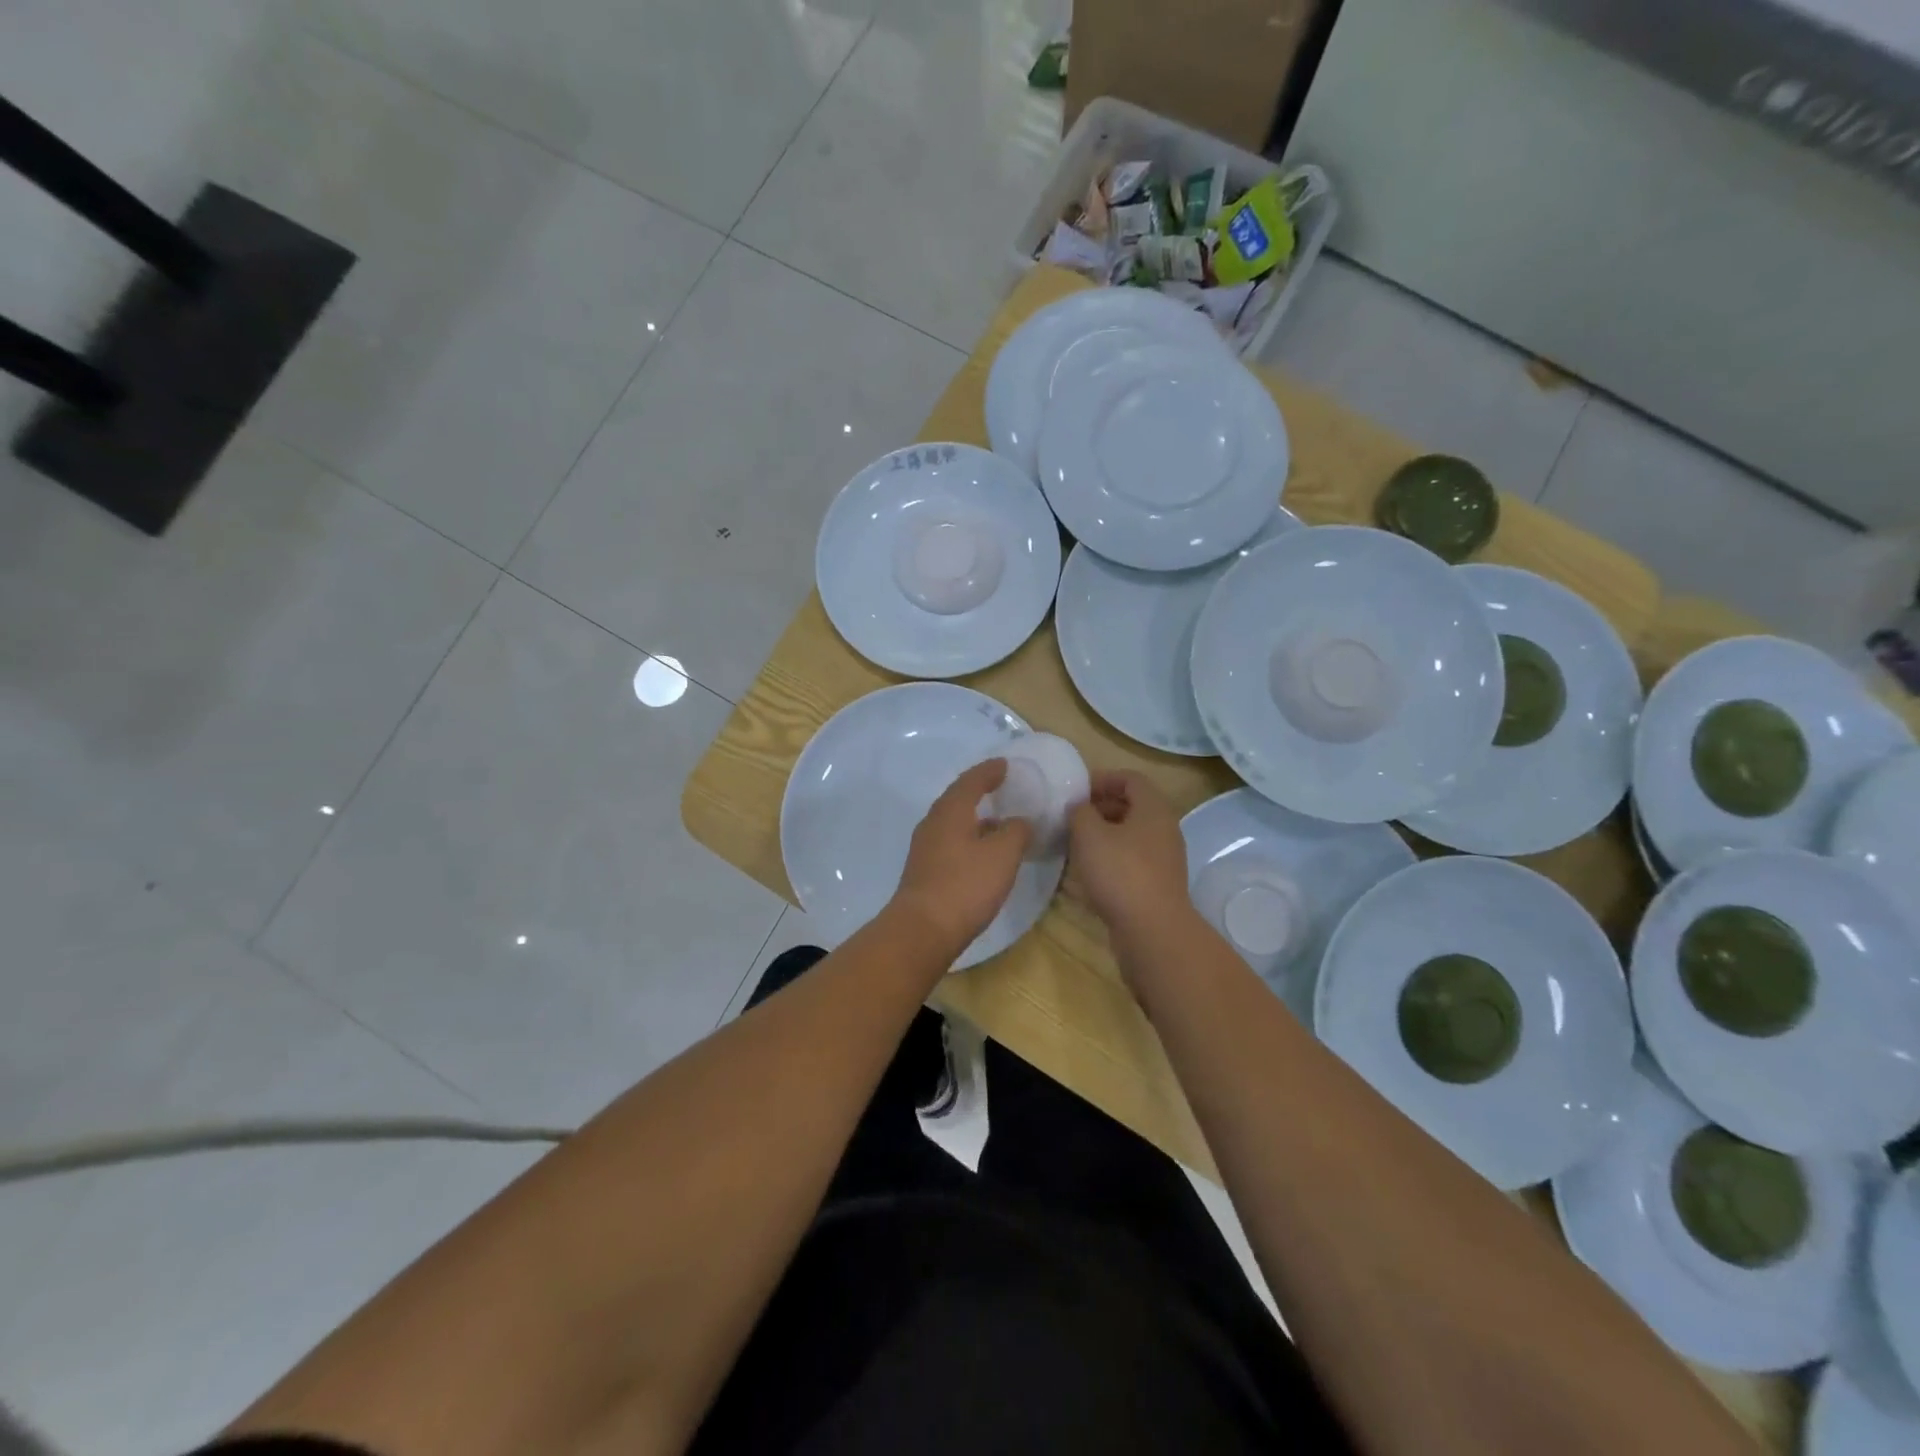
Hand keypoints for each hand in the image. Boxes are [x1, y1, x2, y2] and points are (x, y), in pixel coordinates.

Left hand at [890, 759, 1032, 955]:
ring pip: (952, 823)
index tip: (1004, 764)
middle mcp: (933, 823)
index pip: (971, 781)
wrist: (923, 929)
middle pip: (957, 799)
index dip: (989, 771)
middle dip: (978, 791)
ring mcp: (925, 849)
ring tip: (998, 822)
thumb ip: (1016, 831)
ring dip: (974, 819)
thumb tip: (1019, 821)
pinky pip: (950, 843)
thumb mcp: (1003, 855)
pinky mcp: (924, 872)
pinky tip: (982, 854)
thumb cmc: (965, 885)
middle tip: (999, 787)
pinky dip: (968, 840)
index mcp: (951, 811)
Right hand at [1068, 771, 1194, 945]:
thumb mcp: (1089, 834)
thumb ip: (1079, 812)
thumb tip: (1078, 807)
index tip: (1076, 791)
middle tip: (1071, 817)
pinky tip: (1087, 872)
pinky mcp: (1157, 885)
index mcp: (1154, 809)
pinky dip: (1110, 859)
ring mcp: (1163, 859)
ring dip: (1102, 836)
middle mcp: (1164, 829)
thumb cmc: (1121, 873)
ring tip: (1073, 844)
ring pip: (1130, 836)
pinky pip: (1131, 861)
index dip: (1102, 778)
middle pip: (1132, 807)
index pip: (1131, 779)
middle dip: (1100, 807)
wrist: (1152, 931)